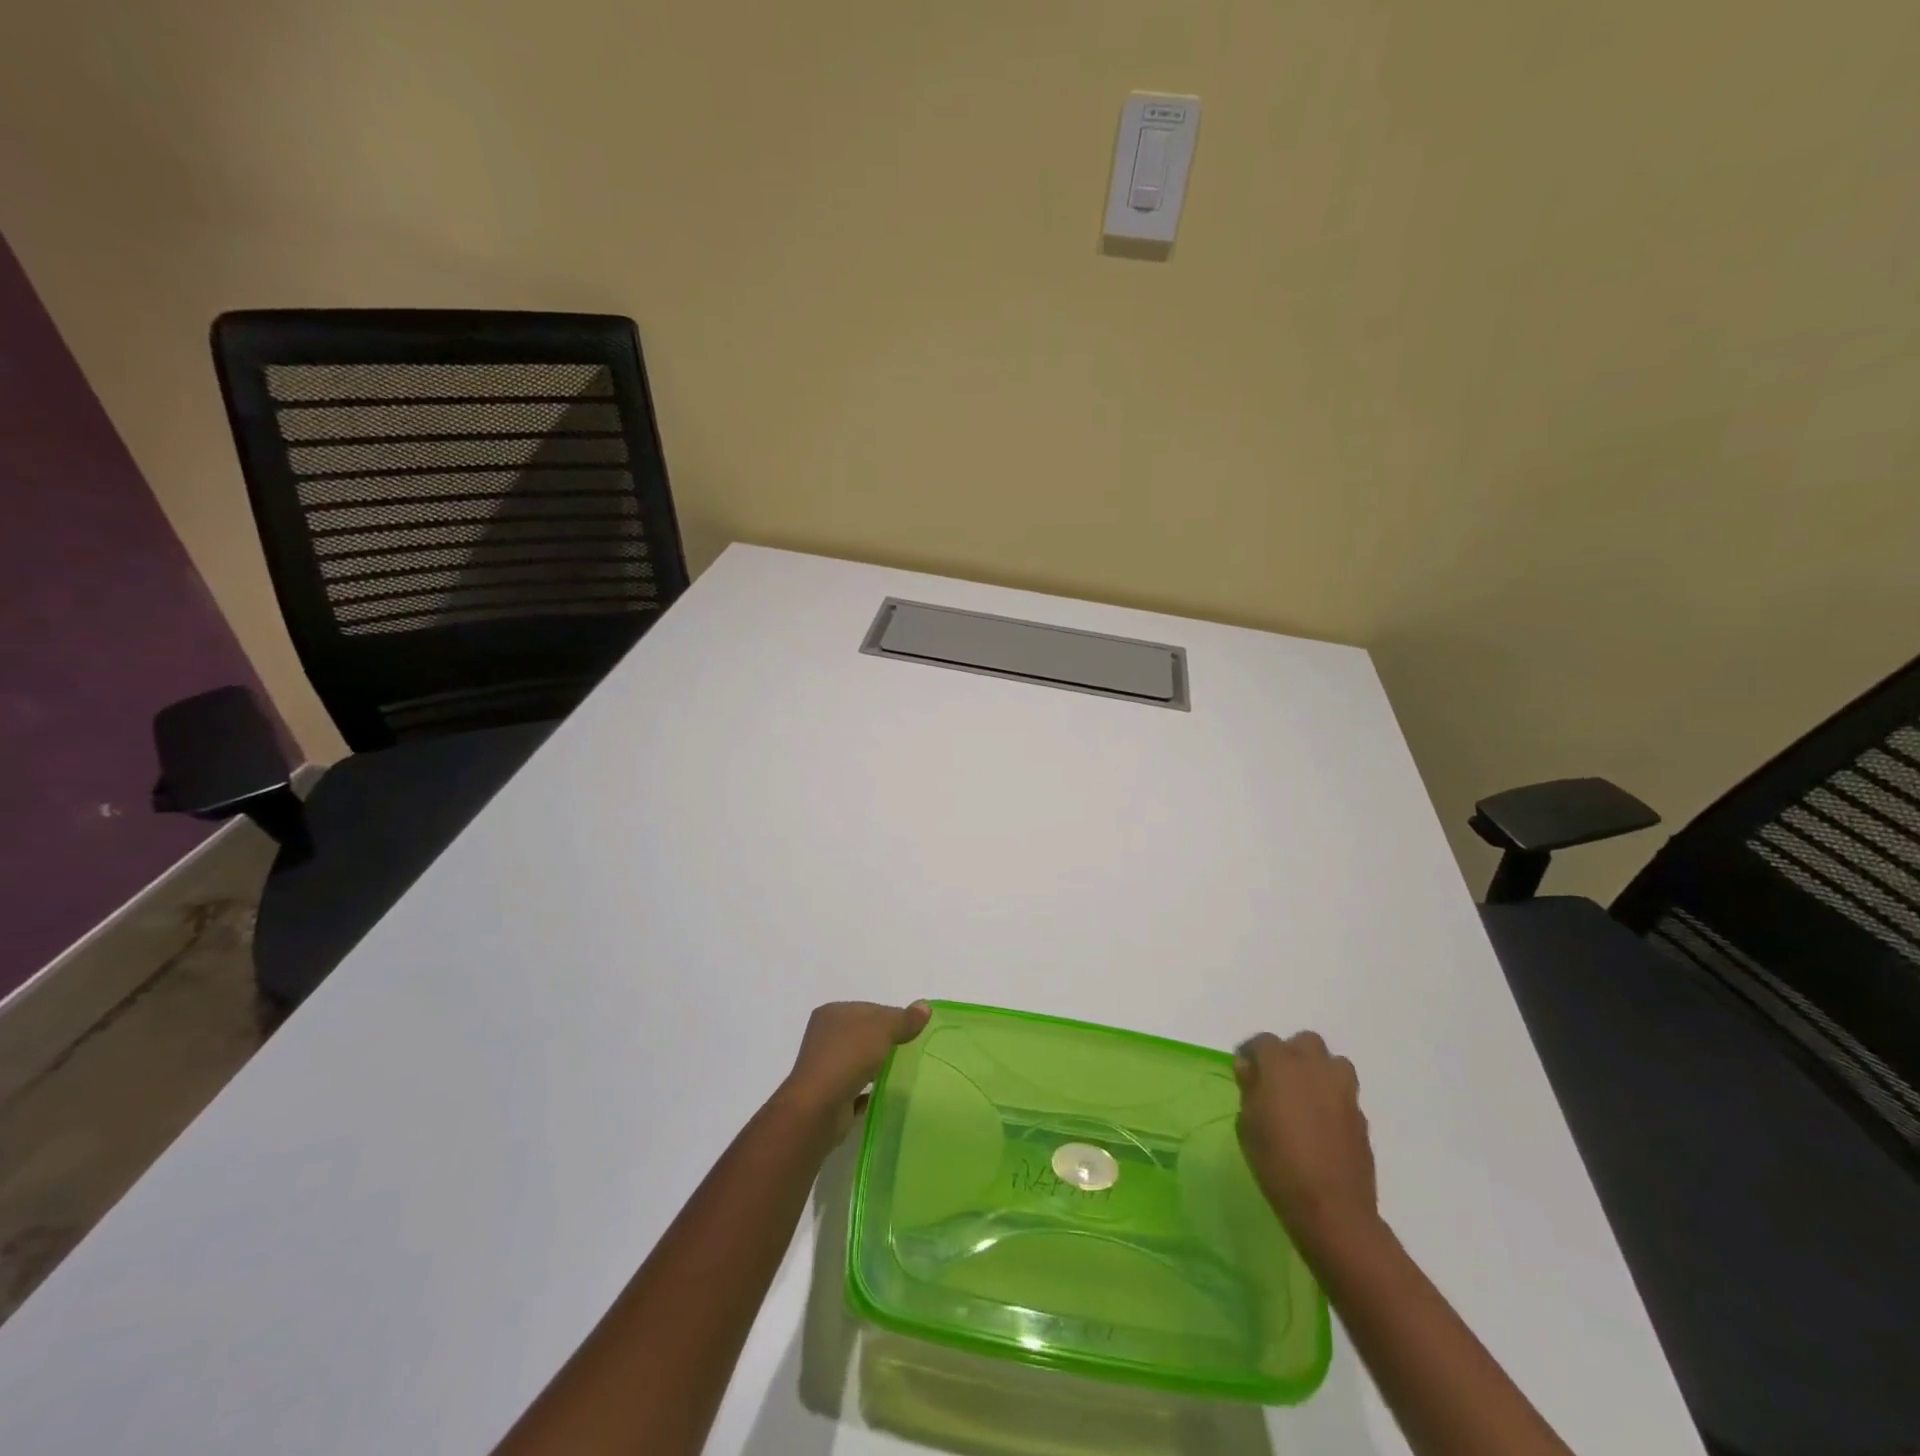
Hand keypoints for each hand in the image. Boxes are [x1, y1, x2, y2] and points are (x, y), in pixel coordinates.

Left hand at [778, 1000, 930, 1136]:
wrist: (818, 1107)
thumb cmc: (848, 1056)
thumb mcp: (883, 1029)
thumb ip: (905, 1019)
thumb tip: (925, 1006)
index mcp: (834, 1012)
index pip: (871, 1009)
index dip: (894, 1017)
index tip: (914, 1032)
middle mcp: (826, 1035)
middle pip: (865, 1033)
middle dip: (887, 1042)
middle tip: (912, 1052)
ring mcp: (826, 1065)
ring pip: (860, 1060)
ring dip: (879, 1065)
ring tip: (903, 1072)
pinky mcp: (830, 1092)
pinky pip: (857, 1085)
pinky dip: (871, 1088)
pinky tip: (887, 1092)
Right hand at [1235, 1031, 1379, 1250]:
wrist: (1332, 1209)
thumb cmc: (1277, 1164)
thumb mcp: (1247, 1125)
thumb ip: (1249, 1089)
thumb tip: (1250, 1069)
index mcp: (1281, 1066)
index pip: (1263, 1041)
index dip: (1251, 1053)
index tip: (1244, 1072)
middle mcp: (1315, 1069)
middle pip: (1305, 1042)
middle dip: (1290, 1054)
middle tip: (1277, 1080)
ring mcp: (1343, 1091)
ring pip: (1332, 1063)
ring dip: (1318, 1071)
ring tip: (1305, 1096)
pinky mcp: (1361, 1116)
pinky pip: (1344, 1093)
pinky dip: (1332, 1099)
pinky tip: (1321, 1124)